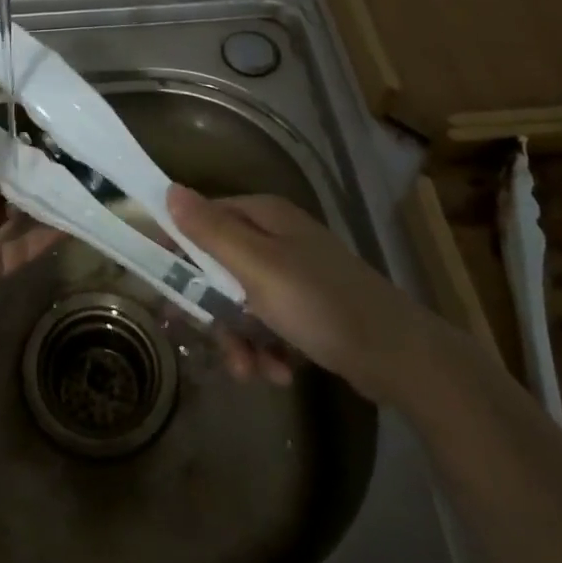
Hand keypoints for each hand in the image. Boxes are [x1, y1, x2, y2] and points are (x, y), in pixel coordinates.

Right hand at [167, 185, 445, 403]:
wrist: (400, 358)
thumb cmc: (322, 304)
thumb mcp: (258, 268)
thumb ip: (210, 232)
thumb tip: (169, 190)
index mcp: (264, 216)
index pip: (202, 219)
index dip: (178, 250)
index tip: (161, 286)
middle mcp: (276, 237)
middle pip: (218, 266)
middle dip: (213, 311)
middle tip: (205, 340)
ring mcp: (293, 273)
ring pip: (240, 301)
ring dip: (239, 339)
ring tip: (252, 372)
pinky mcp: (307, 307)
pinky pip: (268, 323)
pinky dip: (266, 348)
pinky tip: (280, 372)